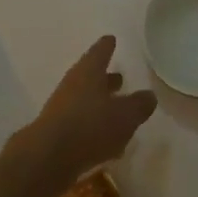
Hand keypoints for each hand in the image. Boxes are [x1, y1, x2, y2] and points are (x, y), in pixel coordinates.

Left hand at [16, 36, 157, 185]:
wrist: (48, 157)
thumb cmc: (91, 126)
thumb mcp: (126, 115)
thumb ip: (139, 104)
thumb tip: (149, 96)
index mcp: (89, 72)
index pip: (100, 52)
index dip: (107, 46)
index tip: (111, 39)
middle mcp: (73, 85)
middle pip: (91, 77)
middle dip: (106, 78)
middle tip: (120, 77)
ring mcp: (62, 108)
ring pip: (86, 101)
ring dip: (101, 104)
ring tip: (118, 111)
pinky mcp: (57, 132)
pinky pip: (80, 123)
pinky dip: (94, 127)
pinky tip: (108, 142)